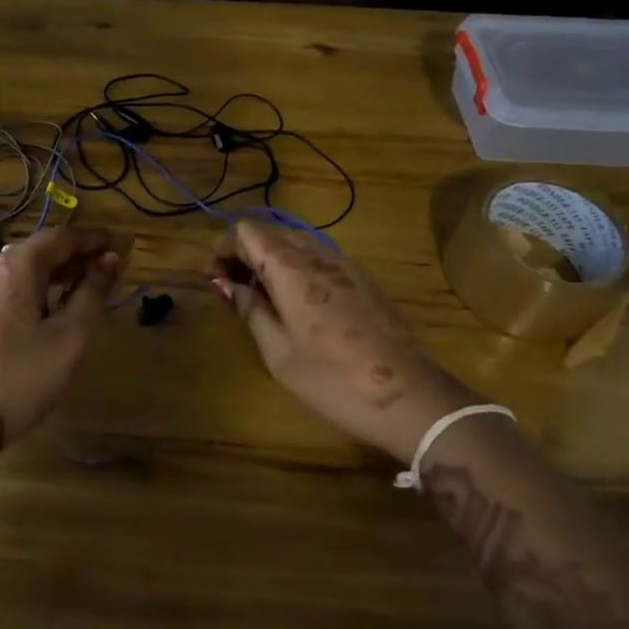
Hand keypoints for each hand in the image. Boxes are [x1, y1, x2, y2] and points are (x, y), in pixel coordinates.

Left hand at [0, 225, 130, 476]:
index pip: (63, 236)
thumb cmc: (19, 376)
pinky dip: (38, 291)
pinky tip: (51, 312)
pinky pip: (10, 291)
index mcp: (17, 267)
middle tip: (113, 267)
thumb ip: (91, 294)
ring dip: (59, 274)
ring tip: (88, 288)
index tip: (125, 244)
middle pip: (41, 251)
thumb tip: (109, 260)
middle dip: (79, 255)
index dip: (97, 238)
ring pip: (24, 272)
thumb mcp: (68, 337)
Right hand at [211, 221, 474, 459]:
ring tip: (263, 302)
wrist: (411, 397)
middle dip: (245, 254)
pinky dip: (296, 271)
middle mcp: (318, 255)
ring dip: (271, 262)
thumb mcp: (278, 353)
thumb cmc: (333, 379)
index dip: (224, 248)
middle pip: (270, 232)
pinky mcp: (363, 280)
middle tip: (235, 292)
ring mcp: (345, 265)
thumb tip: (226, 284)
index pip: (247, 230)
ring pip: (296, 244)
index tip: (217, 281)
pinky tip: (297, 308)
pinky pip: (319, 260)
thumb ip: (250, 310)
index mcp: (291, 268)